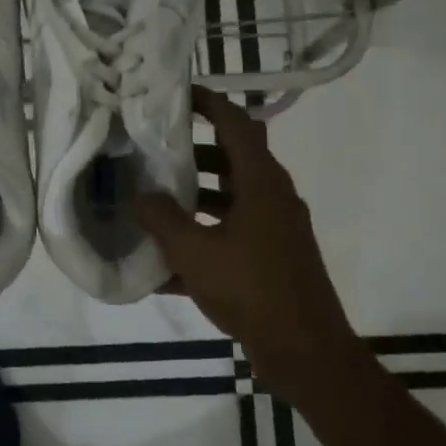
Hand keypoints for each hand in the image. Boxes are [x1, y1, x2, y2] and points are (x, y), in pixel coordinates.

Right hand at [136, 88, 359, 371]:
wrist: (305, 351)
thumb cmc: (252, 289)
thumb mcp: (195, 252)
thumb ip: (162, 219)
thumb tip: (141, 196)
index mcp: (261, 183)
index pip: (236, 124)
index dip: (208, 103)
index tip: (177, 95)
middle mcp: (273, 197)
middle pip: (232, 159)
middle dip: (193, 153)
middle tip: (154, 150)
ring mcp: (275, 230)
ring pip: (230, 199)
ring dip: (195, 197)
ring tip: (153, 201)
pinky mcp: (272, 259)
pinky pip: (231, 235)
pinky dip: (203, 238)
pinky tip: (164, 264)